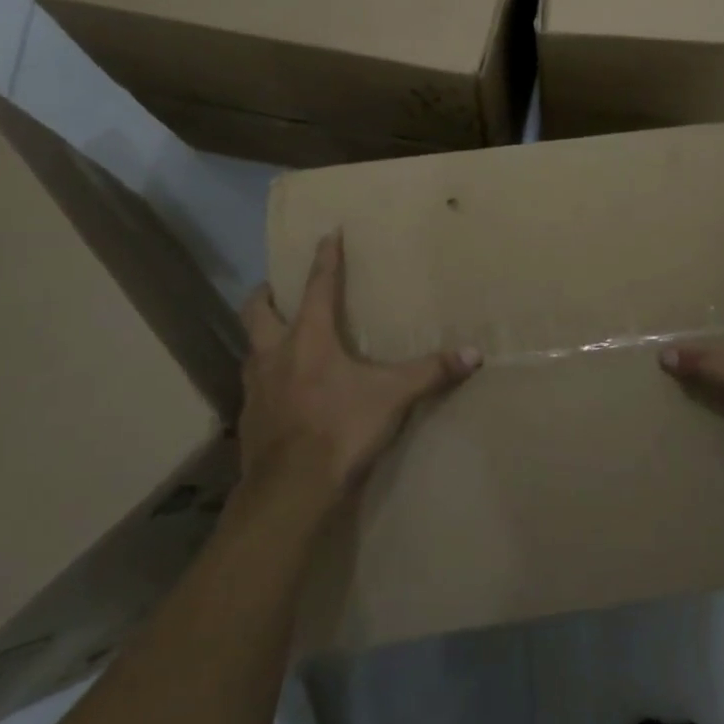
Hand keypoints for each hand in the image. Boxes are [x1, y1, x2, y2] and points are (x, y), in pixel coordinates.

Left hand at [241, 232, 481, 495]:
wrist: (289, 490)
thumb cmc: (340, 429)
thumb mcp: (393, 397)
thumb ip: (432, 372)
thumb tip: (475, 354)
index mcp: (309, 338)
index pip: (317, 286)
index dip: (325, 258)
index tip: (327, 233)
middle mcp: (275, 354)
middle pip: (257, 311)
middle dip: (265, 295)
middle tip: (276, 288)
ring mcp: (256, 387)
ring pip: (250, 348)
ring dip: (262, 337)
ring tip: (279, 338)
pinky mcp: (249, 418)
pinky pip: (253, 386)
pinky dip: (265, 378)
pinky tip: (282, 391)